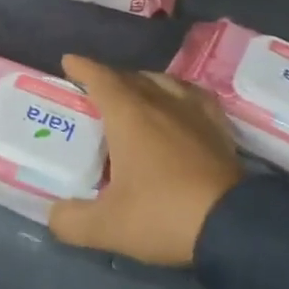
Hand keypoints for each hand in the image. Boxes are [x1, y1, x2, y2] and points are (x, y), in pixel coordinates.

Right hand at [47, 55, 243, 266]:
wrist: (234, 227)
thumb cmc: (162, 214)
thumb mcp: (107, 226)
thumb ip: (71, 221)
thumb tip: (54, 215)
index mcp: (128, 114)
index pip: (100, 78)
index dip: (82, 68)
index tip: (69, 61)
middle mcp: (160, 102)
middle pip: (130, 77)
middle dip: (109, 78)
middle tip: (95, 91)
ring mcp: (193, 112)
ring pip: (163, 82)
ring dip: (143, 83)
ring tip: (134, 95)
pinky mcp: (219, 128)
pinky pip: (194, 97)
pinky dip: (178, 94)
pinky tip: (179, 106)